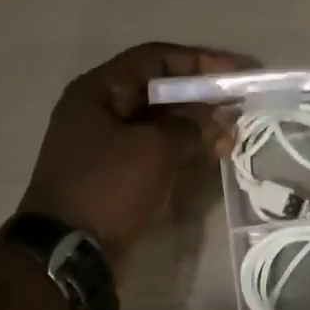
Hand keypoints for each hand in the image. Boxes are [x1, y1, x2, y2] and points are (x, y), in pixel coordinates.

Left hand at [10, 42, 246, 266]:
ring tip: (231, 137)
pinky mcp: (116, 172)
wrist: (68, 251)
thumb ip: (193, 126)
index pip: (156, 58)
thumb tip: (221, 116)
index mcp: (99, 90)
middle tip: (240, 106)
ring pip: (160, 122)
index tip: (238, 72)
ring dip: (197, 125)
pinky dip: (183, 148)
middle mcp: (100, 109)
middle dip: (202, 97)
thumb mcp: (155, 149)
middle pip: (159, 90)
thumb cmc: (108, 187)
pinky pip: (155, 148)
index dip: (200, 61)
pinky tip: (212, 154)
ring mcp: (106, 143)